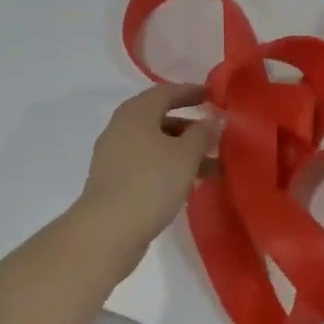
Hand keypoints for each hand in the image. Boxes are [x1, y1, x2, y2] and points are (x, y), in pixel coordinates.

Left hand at [75, 85, 215, 255]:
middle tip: (216, 134)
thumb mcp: (186, 155)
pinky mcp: (114, 182)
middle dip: (190, 126)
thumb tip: (216, 119)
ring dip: (183, 151)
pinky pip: (148, 164)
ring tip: (213, 166)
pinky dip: (169, 167)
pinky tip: (189, 183)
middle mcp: (122, 128)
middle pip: (160, 118)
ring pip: (156, 145)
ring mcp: (115, 156)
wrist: (107, 232)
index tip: (213, 96)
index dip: (191, 92)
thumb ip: (203, 133)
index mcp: (136, 112)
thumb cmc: (150, 183)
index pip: (166, 92)